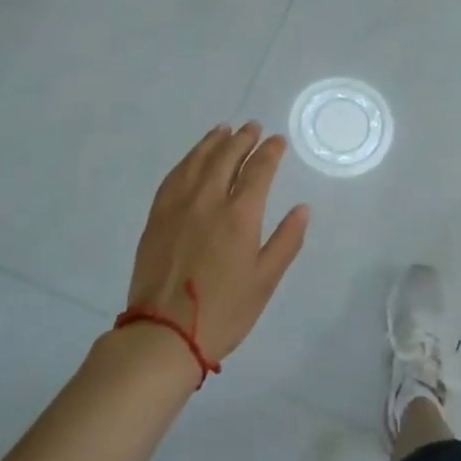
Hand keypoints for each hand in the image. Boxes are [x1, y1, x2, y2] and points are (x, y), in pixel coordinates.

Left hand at [127, 123, 309, 367]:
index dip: (270, 152)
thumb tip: (303, 208)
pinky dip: (187, 160)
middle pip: (226, 157)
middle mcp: (208, 200)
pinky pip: (173, 177)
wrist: (163, 334)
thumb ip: (286, 240)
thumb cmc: (224, 311)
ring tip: (224, 129)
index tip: (278, 140)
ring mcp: (178, 206)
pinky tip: (192, 158)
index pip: (259, 170)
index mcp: (239, 215)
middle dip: (243, 139)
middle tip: (253, 127)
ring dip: (213, 142)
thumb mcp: (265, 280)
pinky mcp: (157, 217)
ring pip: (197, 161)